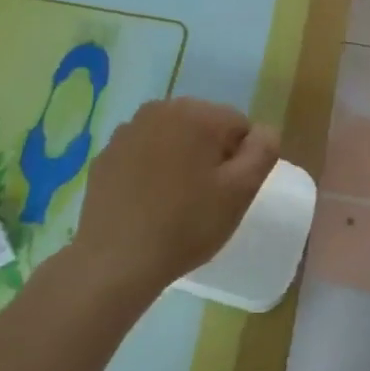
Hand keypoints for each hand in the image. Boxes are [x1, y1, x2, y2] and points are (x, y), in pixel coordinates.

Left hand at [75, 99, 280, 288]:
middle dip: (210, 155)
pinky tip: (149, 203)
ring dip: (181, 160)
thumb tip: (264, 131)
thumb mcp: (241, 191)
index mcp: (196, 114)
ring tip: (175, 202)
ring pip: (172, 140)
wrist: (116, 260)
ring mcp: (126, 132)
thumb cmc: (187, 224)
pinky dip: (151, 170)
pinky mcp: (106, 156)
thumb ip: (263, 151)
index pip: (239, 126)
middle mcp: (159, 110)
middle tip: (205, 198)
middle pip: (204, 127)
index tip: (229, 191)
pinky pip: (143, 155)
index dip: (242, 159)